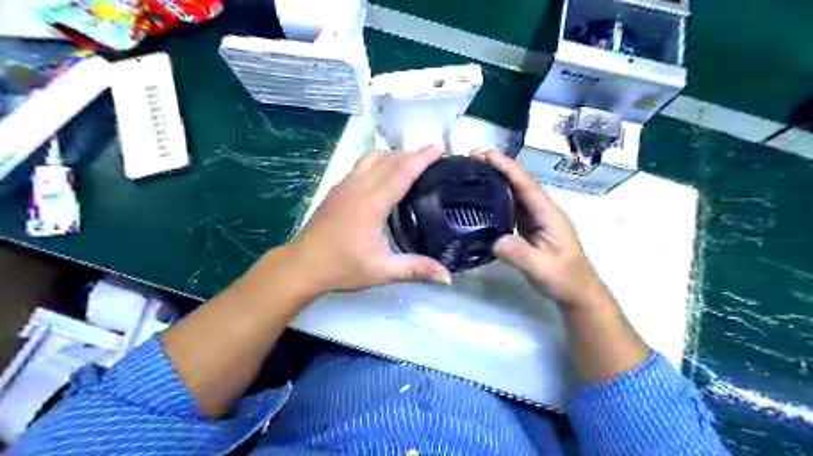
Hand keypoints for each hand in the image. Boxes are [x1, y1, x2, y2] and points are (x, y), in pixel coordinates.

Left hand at [291, 146, 456, 294]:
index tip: (439, 148)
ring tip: (410, 165)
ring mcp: (344, 185)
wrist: (302, 265)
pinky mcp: (336, 189)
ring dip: (393, 155)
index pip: (401, 172)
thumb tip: (448, 277)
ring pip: (372, 158)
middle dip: (412, 154)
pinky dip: (379, 162)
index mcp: (371, 203)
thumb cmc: (342, 267)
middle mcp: (358, 187)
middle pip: (388, 159)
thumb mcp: (382, 271)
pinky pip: (361, 165)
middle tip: (432, 158)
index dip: (421, 158)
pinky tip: (384, 177)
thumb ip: (416, 269)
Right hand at [467, 152, 612, 307]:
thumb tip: (495, 240)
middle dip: (498, 167)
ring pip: (515, 193)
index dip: (507, 168)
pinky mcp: (530, 228)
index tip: (486, 154)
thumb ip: (520, 254)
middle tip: (472, 157)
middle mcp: (542, 211)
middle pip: (519, 183)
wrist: (576, 291)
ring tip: (474, 170)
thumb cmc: (564, 278)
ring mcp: (536, 219)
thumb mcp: (542, 269)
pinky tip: (483, 197)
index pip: (526, 185)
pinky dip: (497, 196)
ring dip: (496, 179)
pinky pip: (512, 206)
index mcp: (549, 214)